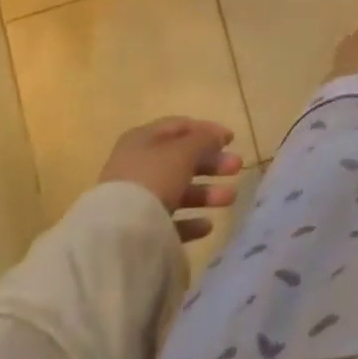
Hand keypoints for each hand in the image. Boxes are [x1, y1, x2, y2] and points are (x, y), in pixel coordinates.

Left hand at [98, 118, 243, 241]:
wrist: (120, 232)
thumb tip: (216, 136)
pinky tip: (207, 225)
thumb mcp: (184, 151)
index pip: (179, 127)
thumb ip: (204, 140)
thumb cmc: (154, 177)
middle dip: (212, 164)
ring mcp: (136, 198)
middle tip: (237, 167)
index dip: (207, 130)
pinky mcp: (139, 228)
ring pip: (178, 190)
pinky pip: (170, 220)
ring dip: (207, 193)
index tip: (231, 139)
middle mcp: (137, 165)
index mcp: (143, 139)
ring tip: (230, 198)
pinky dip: (190, 220)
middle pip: (181, 160)